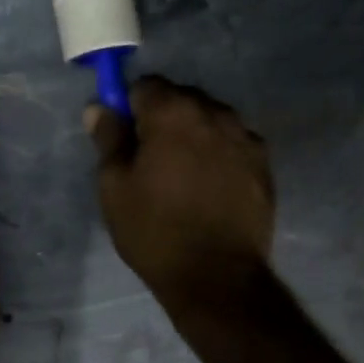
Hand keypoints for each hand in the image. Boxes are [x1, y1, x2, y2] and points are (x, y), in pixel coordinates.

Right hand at [88, 76, 274, 303]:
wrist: (217, 277)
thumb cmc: (155, 230)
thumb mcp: (115, 186)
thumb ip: (108, 139)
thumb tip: (99, 107)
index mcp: (173, 112)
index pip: (145, 85)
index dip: (130, 108)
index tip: (125, 138)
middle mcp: (215, 113)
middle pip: (181, 98)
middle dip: (163, 118)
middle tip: (151, 161)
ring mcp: (245, 137)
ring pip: (210, 119)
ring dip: (194, 134)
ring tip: (183, 177)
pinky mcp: (264, 164)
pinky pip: (233, 143)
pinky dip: (218, 154)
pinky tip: (210, 188)